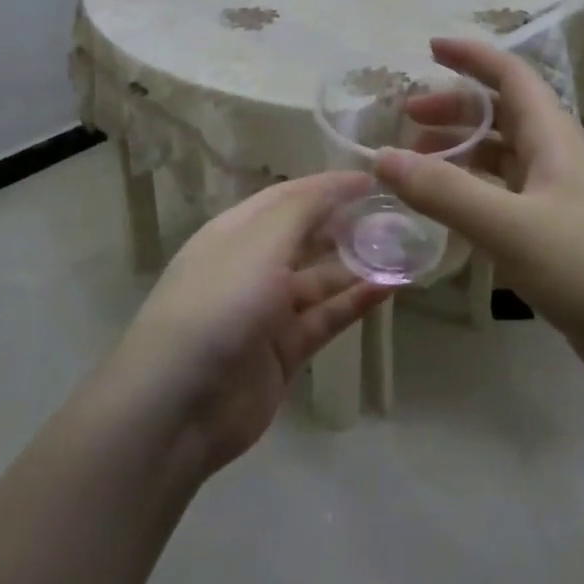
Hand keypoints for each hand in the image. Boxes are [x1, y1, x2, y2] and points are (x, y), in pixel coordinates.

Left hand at [105, 173, 388, 476]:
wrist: (179, 404)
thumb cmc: (219, 304)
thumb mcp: (259, 242)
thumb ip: (304, 208)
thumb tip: (343, 181)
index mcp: (235, 232)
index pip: (287, 197)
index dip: (328, 186)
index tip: (374, 180)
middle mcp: (251, 266)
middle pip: (306, 237)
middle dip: (346, 225)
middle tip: (396, 216)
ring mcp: (268, 311)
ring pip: (321, 280)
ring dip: (357, 265)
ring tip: (404, 250)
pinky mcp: (284, 352)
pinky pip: (326, 318)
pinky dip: (355, 303)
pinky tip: (390, 288)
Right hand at [375, 39, 583, 409]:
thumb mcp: (514, 227)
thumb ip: (445, 193)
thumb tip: (382, 156)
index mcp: (556, 139)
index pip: (512, 76)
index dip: (472, 56)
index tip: (429, 47)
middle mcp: (560, 162)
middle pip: (503, 118)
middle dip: (455, 111)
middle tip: (407, 122)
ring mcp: (564, 204)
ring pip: (504, 164)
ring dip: (461, 157)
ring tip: (417, 171)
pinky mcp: (564, 244)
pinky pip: (509, 205)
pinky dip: (475, 201)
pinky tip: (453, 221)